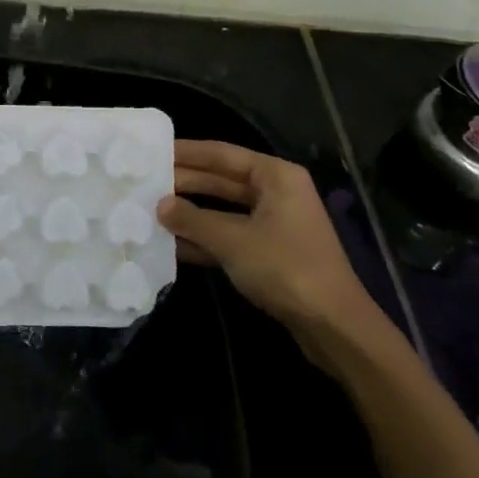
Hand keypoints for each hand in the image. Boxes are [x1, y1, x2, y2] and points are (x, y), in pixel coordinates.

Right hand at [157, 140, 378, 339]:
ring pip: (223, 210)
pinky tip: (171, 244)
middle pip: (221, 180)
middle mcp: (276, 193)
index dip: (186, 152)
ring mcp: (274, 224)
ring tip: (150, 210)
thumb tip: (159, 205)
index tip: (152, 151)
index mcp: (275, 176)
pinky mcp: (270, 253)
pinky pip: (230, 235)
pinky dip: (204, 239)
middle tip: (144, 183)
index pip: (222, 154)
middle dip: (184, 184)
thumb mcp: (232, 240)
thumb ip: (192, 219)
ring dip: (190, 213)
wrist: (334, 326)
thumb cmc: (285, 268)